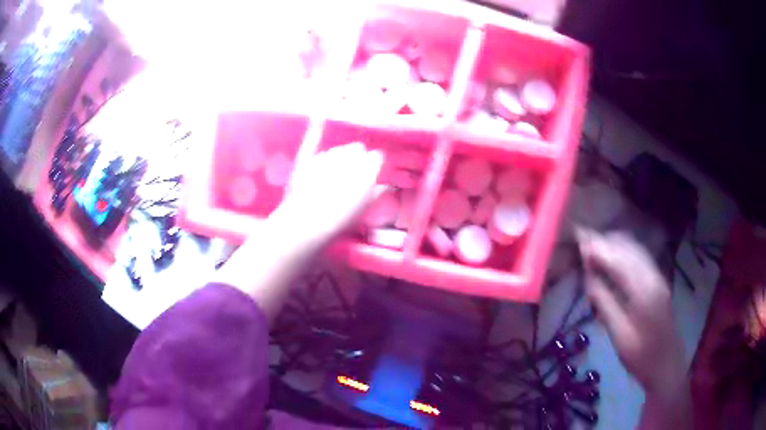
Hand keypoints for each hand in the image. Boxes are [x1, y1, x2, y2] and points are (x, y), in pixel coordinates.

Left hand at [275, 142, 383, 246]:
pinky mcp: (311, 158)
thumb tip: (386, 186)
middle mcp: (350, 157)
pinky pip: (316, 144)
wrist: (309, 221)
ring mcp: (329, 155)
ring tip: (335, 172)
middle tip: (354, 173)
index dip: (375, 164)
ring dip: (340, 156)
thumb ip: (378, 192)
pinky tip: (317, 129)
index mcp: (368, 168)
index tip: (373, 172)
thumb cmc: (342, 218)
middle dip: (357, 157)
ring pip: (339, 149)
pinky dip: (319, 146)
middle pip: (358, 148)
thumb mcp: (366, 208)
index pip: (377, 156)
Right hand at [576, 229, 684, 393]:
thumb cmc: (640, 355)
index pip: (618, 260)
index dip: (597, 248)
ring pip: (634, 248)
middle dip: (604, 242)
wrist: (666, 363)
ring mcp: (657, 276)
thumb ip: (604, 303)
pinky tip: (612, 259)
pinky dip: (623, 252)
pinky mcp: (658, 280)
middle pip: (627, 247)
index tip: (578, 240)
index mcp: (643, 290)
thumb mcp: (618, 334)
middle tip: (582, 244)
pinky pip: (639, 256)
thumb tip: (587, 277)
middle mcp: (652, 275)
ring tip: (593, 249)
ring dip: (614, 245)